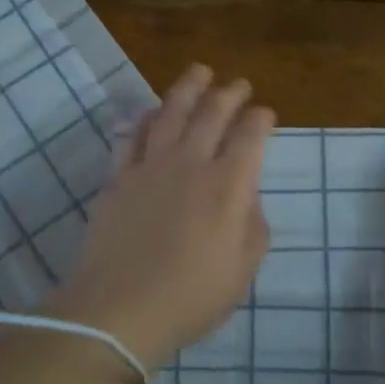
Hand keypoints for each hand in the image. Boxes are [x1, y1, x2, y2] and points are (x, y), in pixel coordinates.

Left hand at [47, 65, 273, 369]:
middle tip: (238, 84)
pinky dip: (146, 119)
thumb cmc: (191, 297)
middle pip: (212, 113)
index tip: (265, 114)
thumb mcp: (242, 271)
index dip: (261, 119)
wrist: (119, 310)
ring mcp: (150, 167)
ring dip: (188, 88)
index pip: (251, 135)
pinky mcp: (119, 178)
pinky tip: (152, 112)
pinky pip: (134, 136)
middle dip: (230, 93)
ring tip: (199, 72)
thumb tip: (248, 198)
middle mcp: (191, 164)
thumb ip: (254, 227)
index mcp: (228, 185)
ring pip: (171, 112)